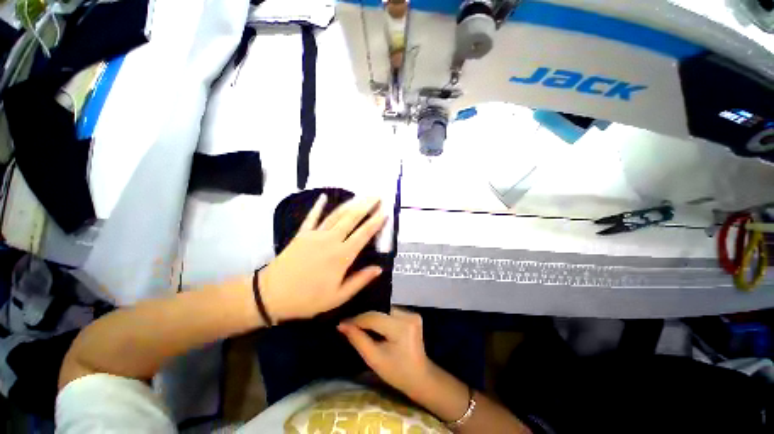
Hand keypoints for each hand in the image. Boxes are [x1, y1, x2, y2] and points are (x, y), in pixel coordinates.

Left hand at [259, 194, 387, 321]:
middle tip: (377, 196)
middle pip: (352, 218)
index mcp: (342, 256)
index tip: (385, 212)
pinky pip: (312, 217)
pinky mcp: (302, 234)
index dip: (376, 222)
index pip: (364, 234)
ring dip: (350, 203)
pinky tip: (323, 196)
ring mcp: (315, 234)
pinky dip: (318, 206)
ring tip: (362, 195)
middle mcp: (331, 240)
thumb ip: (360, 281)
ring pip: (336, 214)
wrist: (271, 295)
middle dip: (366, 206)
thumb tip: (379, 268)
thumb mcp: (338, 296)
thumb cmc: (308, 299)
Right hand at [338, 308, 431, 396]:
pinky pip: (391, 312)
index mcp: (401, 328)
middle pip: (379, 312)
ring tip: (359, 324)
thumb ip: (358, 339)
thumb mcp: (374, 359)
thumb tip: (342, 325)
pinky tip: (374, 325)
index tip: (342, 323)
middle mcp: (408, 316)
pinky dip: (382, 318)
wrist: (420, 377)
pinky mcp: (412, 314)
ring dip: (373, 317)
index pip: (373, 318)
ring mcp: (412, 314)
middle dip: (364, 318)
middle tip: (349, 324)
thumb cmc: (396, 372)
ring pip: (384, 311)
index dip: (357, 320)